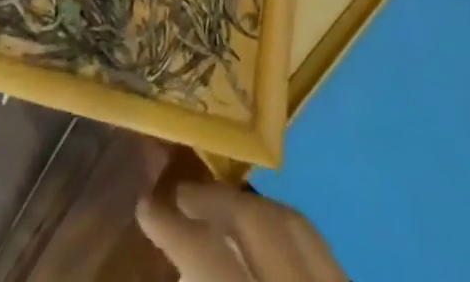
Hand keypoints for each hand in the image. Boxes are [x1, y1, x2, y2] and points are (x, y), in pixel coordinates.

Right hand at [138, 182, 348, 281]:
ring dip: (255, 210)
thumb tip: (178, 259)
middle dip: (216, 201)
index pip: (213, 260)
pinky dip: (290, 238)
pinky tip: (266, 247)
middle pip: (261, 223)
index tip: (145, 205)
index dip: (175, 229)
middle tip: (180, 196)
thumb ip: (205, 272)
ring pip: (301, 228)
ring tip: (219, 211)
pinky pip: (324, 255)